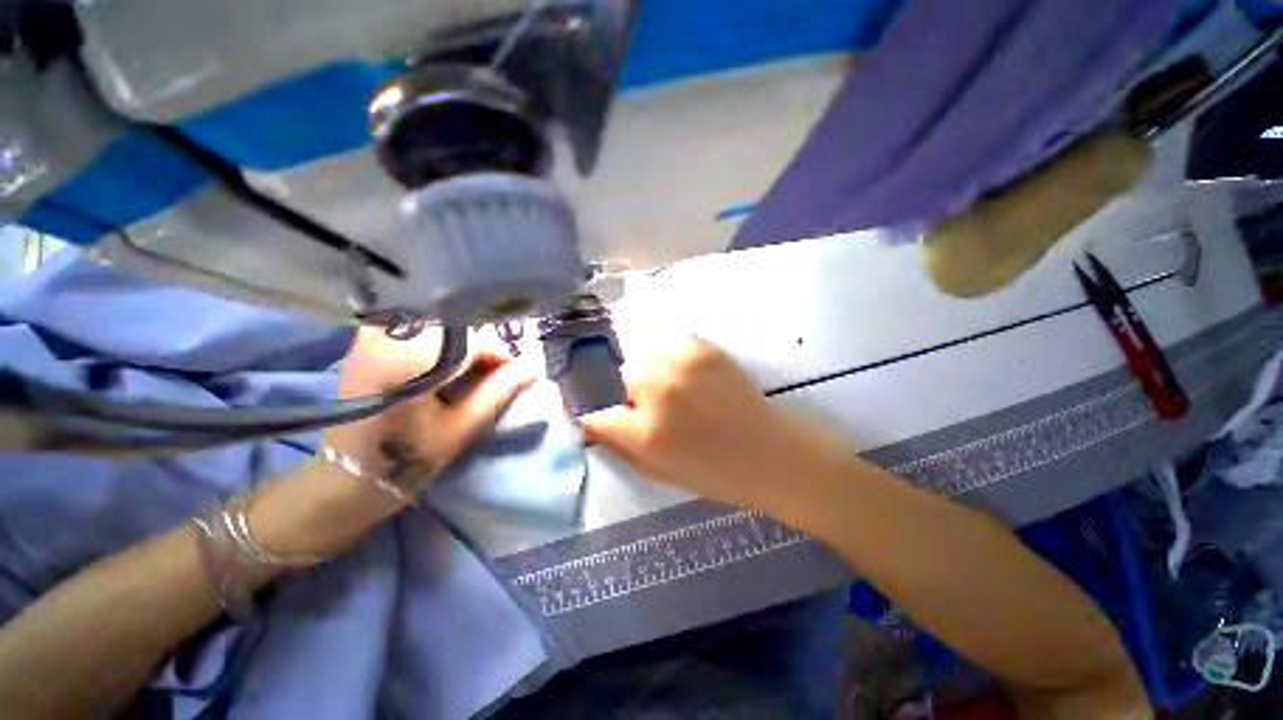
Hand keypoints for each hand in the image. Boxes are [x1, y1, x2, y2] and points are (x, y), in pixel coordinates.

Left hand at [251, 327, 532, 557]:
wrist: (345, 478)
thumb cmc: (406, 460)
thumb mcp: (462, 427)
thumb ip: (499, 390)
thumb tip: (533, 366)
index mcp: (409, 357)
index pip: (475, 340)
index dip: (503, 356)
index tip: (517, 376)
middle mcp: (388, 334)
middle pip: (458, 329)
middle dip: (484, 352)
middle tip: (497, 378)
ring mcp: (374, 335)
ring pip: (442, 329)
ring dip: (465, 349)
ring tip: (474, 378)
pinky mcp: (369, 341)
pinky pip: (422, 333)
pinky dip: (443, 347)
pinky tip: (448, 371)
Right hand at [579, 335, 851, 513]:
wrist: (770, 453)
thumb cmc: (712, 472)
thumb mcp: (654, 468)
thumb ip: (616, 440)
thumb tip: (588, 414)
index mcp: (645, 432)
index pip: (591, 410)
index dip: (583, 406)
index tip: (583, 404)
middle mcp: (658, 389)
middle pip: (613, 374)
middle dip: (619, 389)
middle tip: (638, 400)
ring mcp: (682, 362)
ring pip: (639, 354)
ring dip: (642, 369)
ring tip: (663, 384)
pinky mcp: (703, 347)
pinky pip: (666, 341)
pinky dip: (665, 353)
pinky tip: (680, 370)